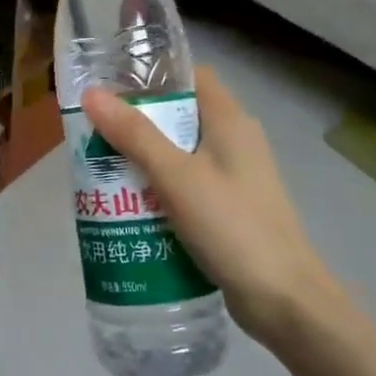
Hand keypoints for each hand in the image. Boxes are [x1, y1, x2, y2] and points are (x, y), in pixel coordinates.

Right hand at [81, 68, 340, 340]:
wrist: (283, 299)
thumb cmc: (231, 226)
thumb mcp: (176, 176)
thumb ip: (134, 135)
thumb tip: (92, 93)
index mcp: (230, 121)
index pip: (190, 77)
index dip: (152, 76)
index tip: (109, 87)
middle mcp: (236, 141)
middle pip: (180, 116)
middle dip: (137, 124)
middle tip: (94, 134)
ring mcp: (235, 177)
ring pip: (180, 154)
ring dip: (144, 160)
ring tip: (102, 170)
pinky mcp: (229, 209)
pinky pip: (187, 186)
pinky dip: (159, 190)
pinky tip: (130, 206)